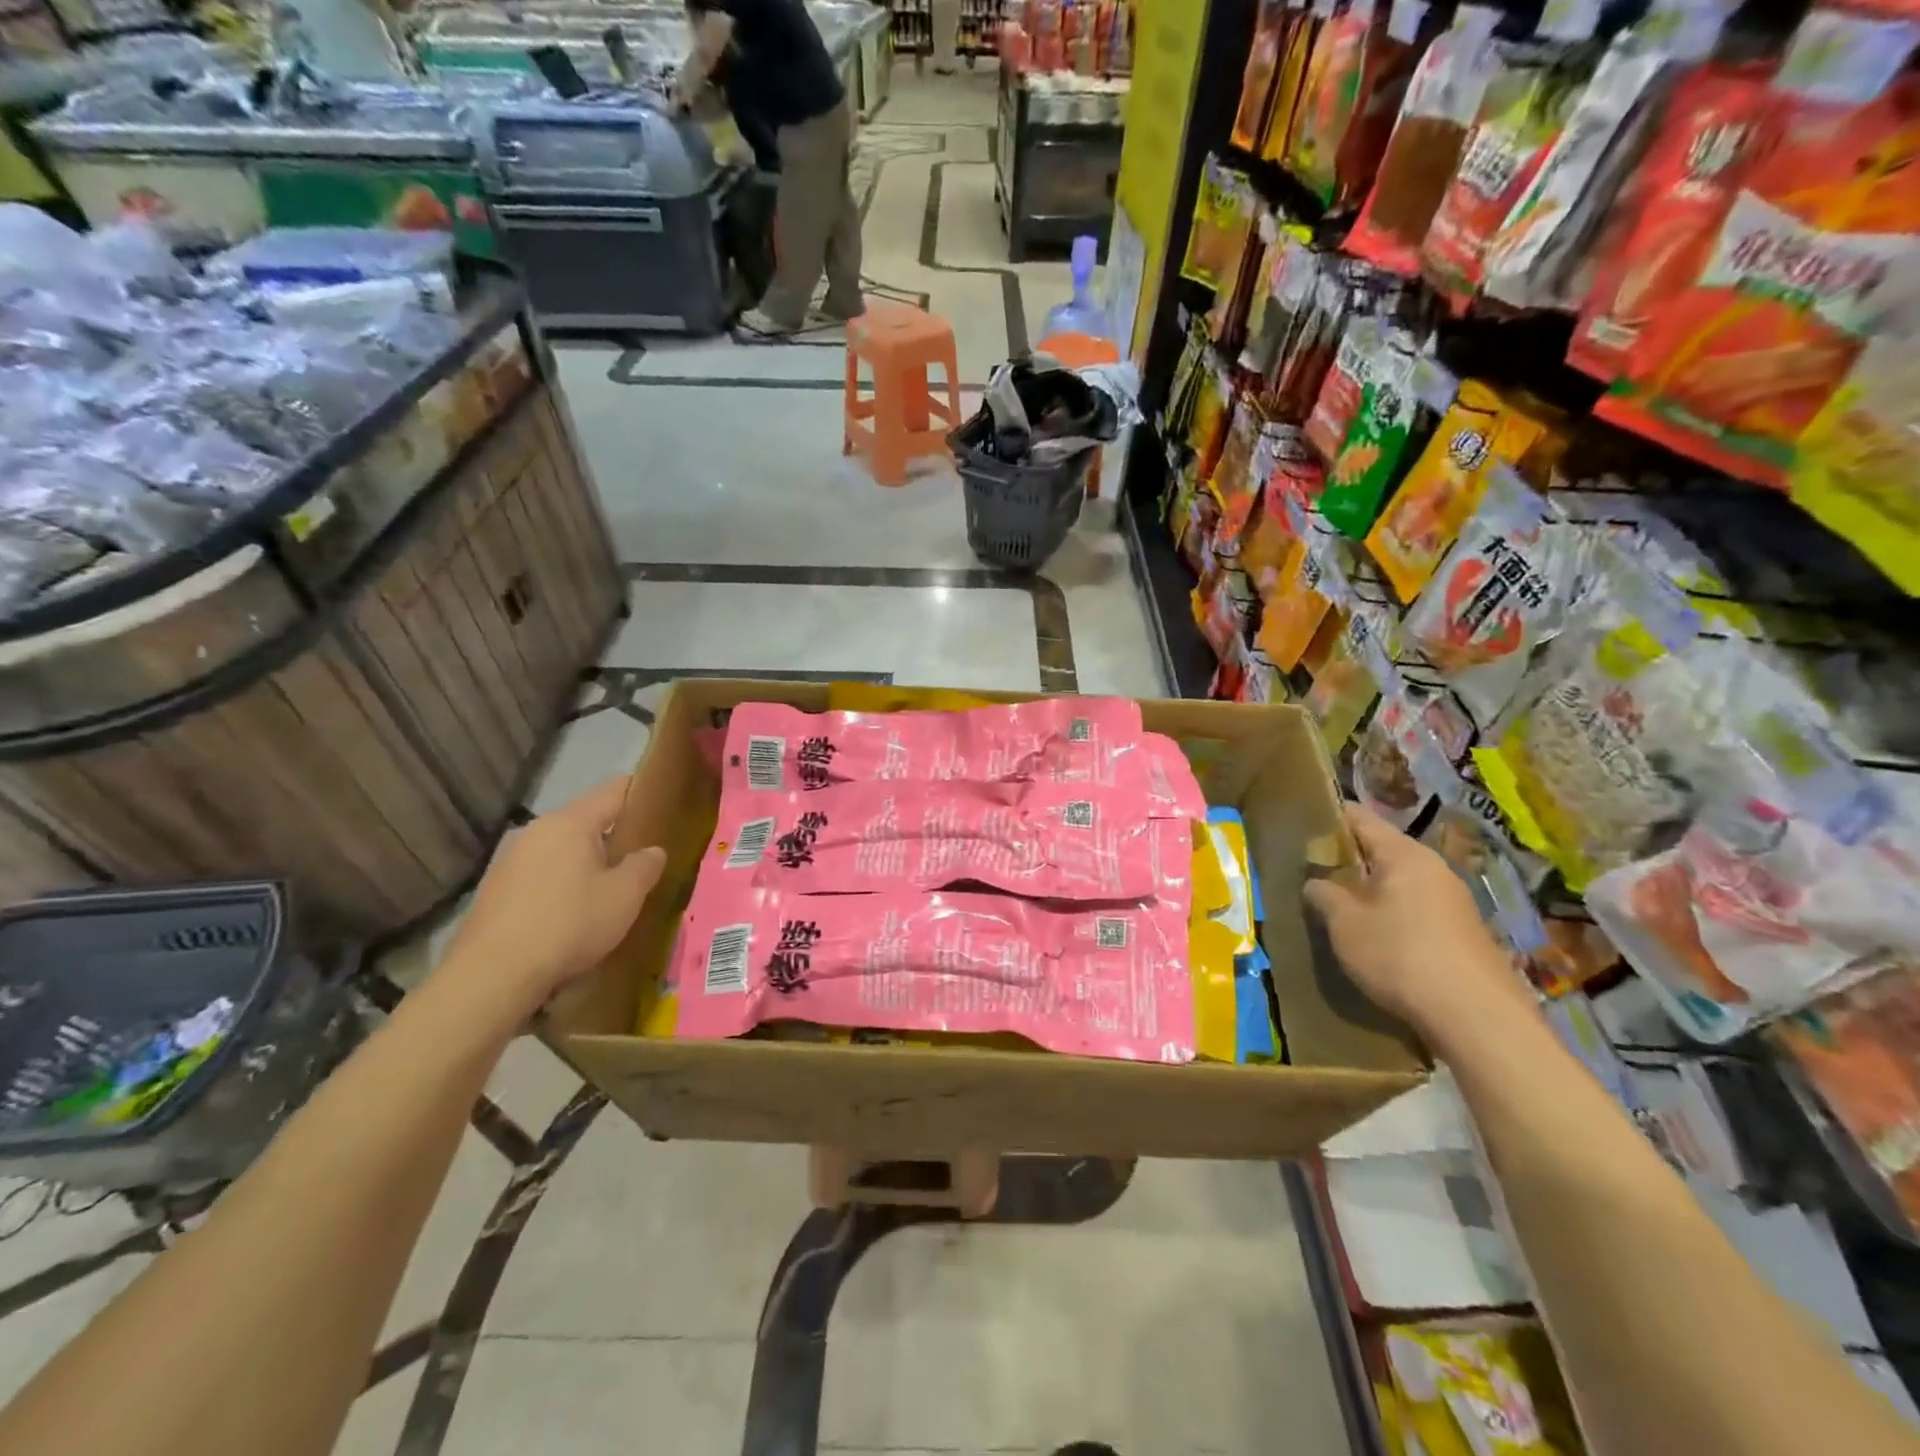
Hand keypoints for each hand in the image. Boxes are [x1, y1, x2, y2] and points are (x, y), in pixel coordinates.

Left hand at [439, 778, 665, 1015]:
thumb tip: (653, 851)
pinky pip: (541, 875)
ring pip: (562, 849)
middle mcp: (537, 830)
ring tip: (609, 892)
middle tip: (642, 861)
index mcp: (571, 821)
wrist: (492, 976)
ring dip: (587, 864)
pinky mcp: (495, 890)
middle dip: (615, 836)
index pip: (615, 789)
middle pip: (587, 820)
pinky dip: (561, 886)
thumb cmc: (569, 924)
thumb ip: (645, 866)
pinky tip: (572, 916)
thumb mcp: (624, 896)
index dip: (643, 793)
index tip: (664, 808)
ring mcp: (511, 860)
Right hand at [1305, 803, 1527, 1039]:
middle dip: (1346, 859)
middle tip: (1311, 873)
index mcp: (1404, 854)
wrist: (1478, 1019)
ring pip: (1399, 882)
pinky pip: (1415, 909)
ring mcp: (1454, 901)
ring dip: (1368, 890)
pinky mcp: (1462, 933)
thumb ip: (1323, 894)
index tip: (1299, 827)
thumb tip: (1315, 881)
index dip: (1327, 817)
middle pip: (1381, 850)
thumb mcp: (1345, 924)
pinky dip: (1390, 914)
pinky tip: (1374, 938)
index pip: (1359, 817)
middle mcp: (1434, 868)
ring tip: (1337, 908)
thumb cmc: (1401, 956)